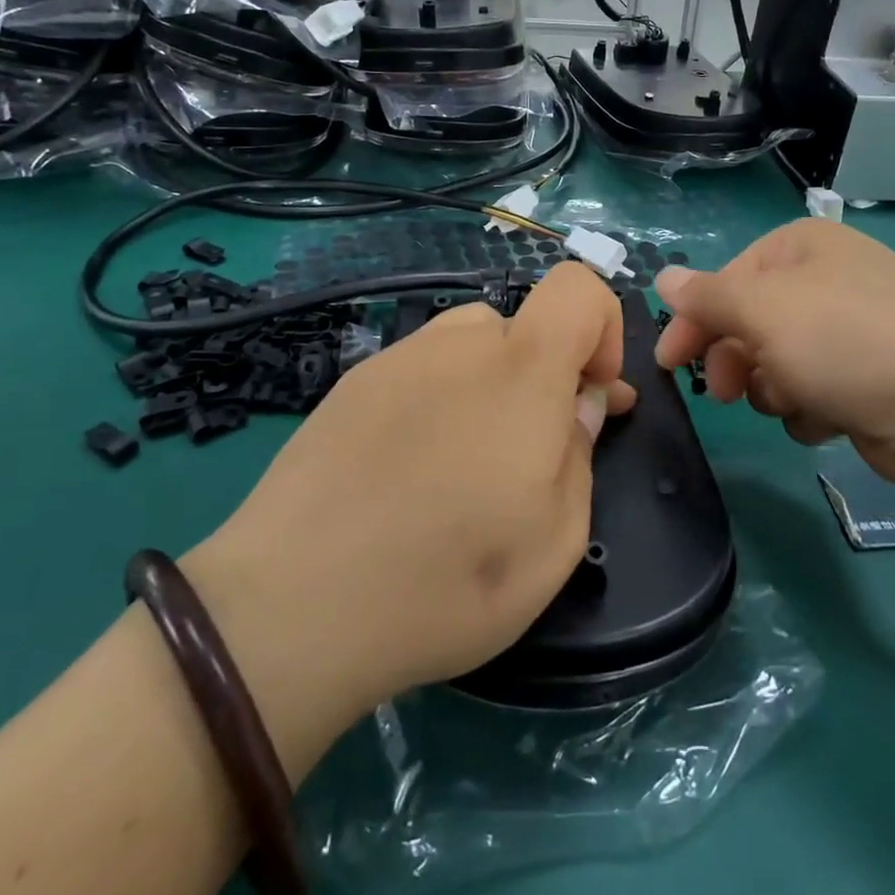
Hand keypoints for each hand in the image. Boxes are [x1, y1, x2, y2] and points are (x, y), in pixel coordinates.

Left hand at [182, 262, 635, 778]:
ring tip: (465, 463)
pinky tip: (408, 468)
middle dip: (544, 376)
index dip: (603, 327)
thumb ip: (580, 454)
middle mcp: (458, 344)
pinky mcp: (351, 384)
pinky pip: (419, 369)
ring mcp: (397, 358)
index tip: (592, 396)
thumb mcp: (554, 541)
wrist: (291, 607)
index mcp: (520, 370)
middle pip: (523, 326)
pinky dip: (438, 398)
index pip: (578, 287)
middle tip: (530, 452)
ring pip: (468, 345)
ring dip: (490, 385)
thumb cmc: (447, 580)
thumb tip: (579, 405)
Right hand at [654, 219, 894, 487]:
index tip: (669, 362)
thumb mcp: (759, 310)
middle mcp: (829, 279)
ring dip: (774, 387)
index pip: (727, 279)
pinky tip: (829, 417)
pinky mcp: (874, 377)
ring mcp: (856, 328)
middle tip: (725, 393)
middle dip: (735, 360)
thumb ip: (704, 296)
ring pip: (779, 362)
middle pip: (752, 322)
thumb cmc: (843, 340)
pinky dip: (812, 407)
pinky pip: (816, 390)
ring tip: (793, 400)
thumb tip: (661, 277)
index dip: (694, 320)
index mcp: (803, 247)